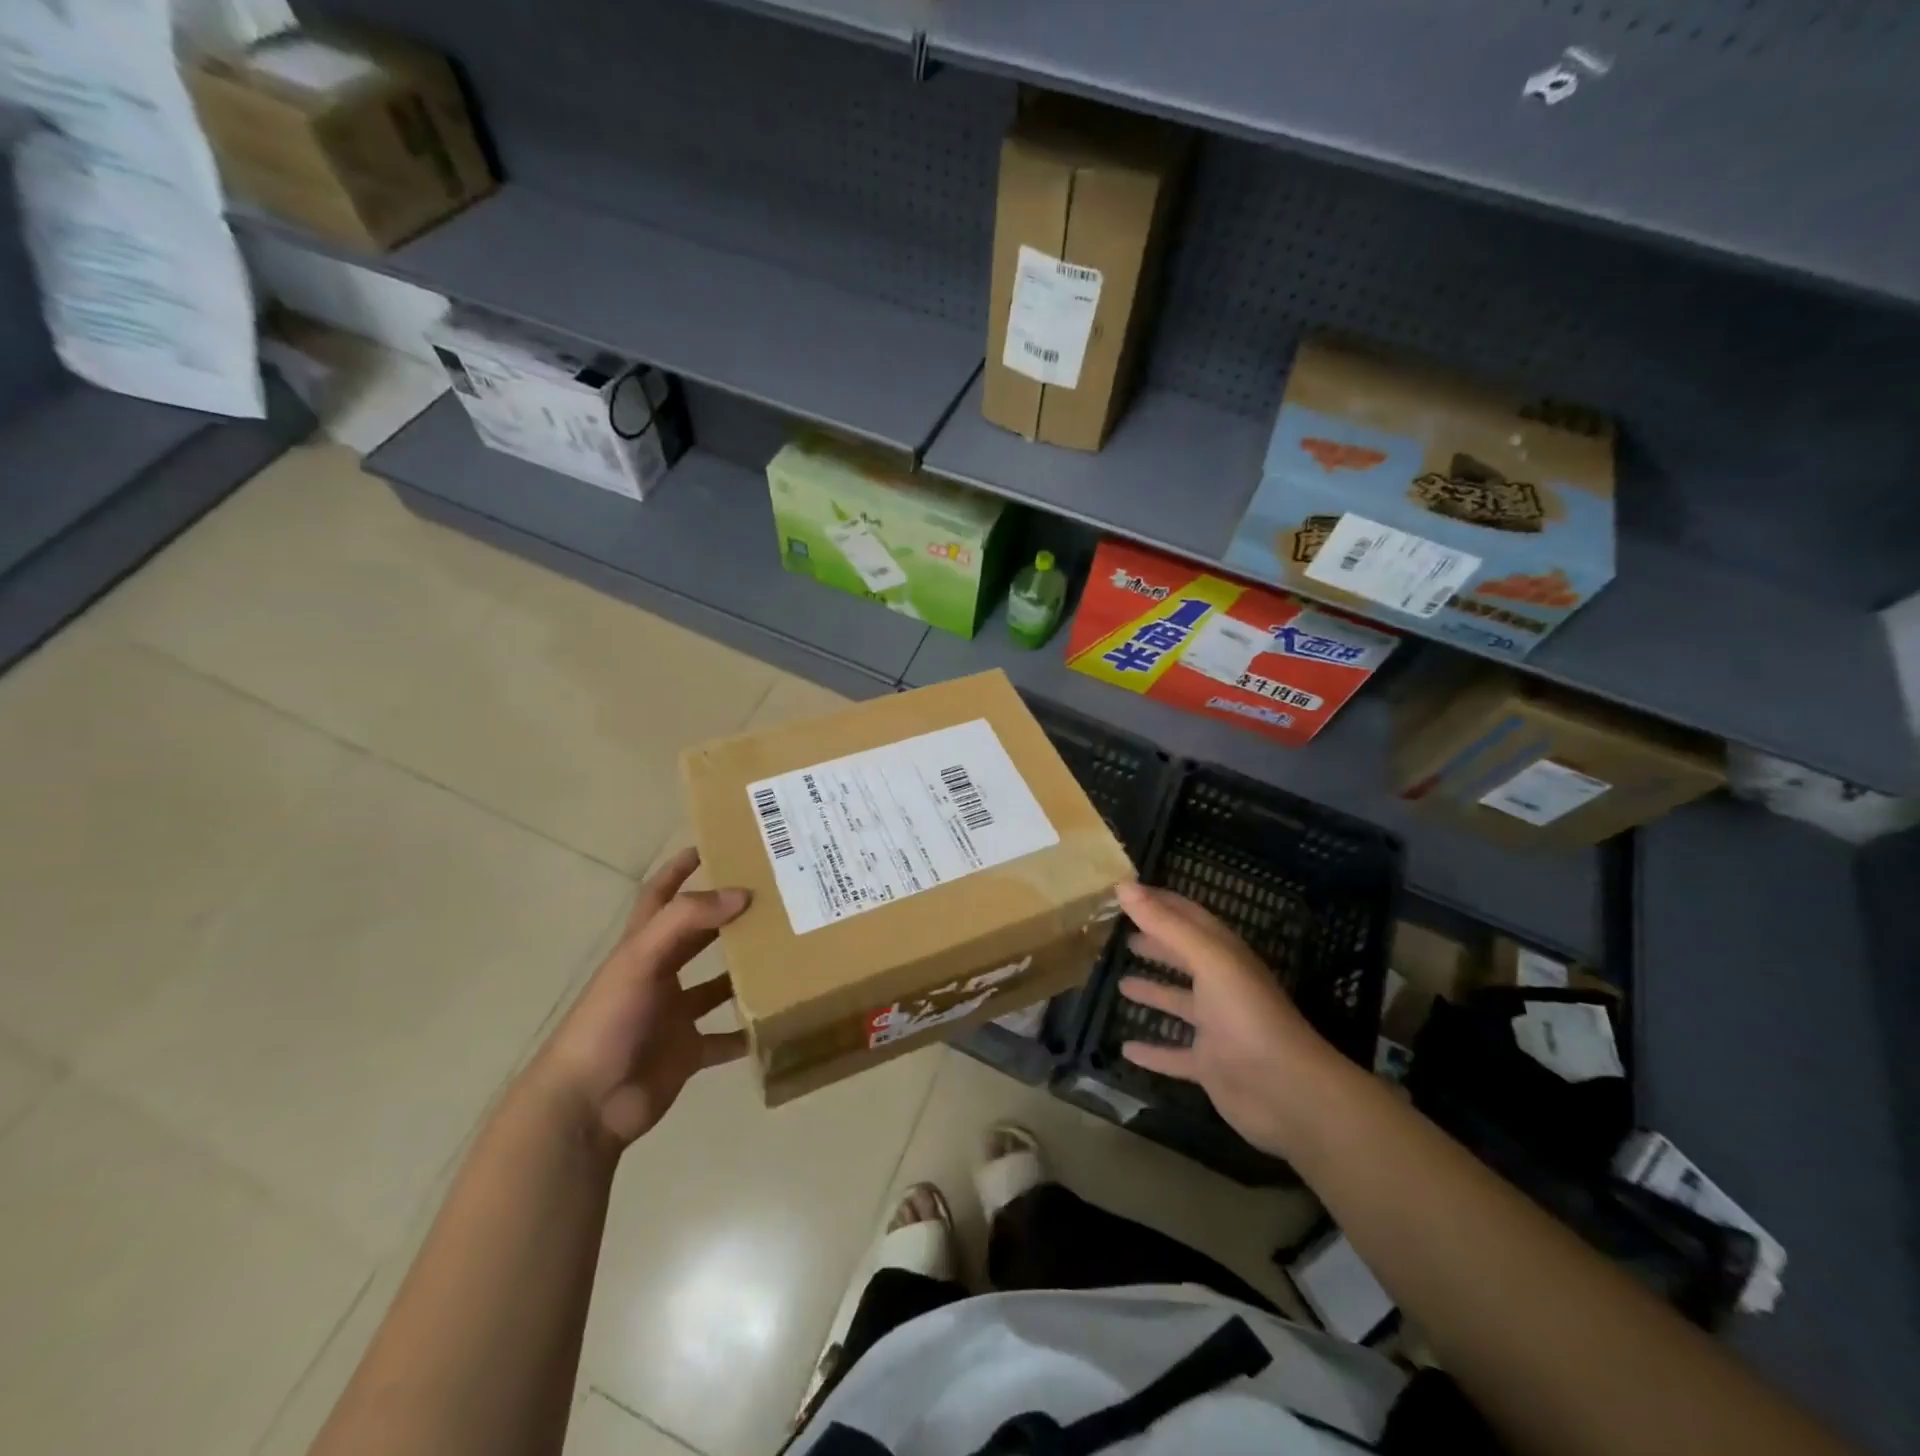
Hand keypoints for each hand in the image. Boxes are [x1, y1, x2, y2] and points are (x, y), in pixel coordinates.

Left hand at [527, 848, 750, 1151]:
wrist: (587, 1105)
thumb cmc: (608, 1022)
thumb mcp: (641, 960)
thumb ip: (687, 921)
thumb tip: (741, 894)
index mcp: (641, 949)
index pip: (659, 897)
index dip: (678, 870)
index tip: (710, 847)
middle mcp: (659, 977)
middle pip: (697, 938)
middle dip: (727, 918)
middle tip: (771, 899)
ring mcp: (673, 1016)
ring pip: (717, 986)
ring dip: (745, 974)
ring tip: (785, 955)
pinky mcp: (687, 1052)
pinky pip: (725, 1039)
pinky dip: (748, 1032)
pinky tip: (777, 1020)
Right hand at [1115, 882, 1346, 1158]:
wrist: (1286, 1092)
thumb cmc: (1247, 1014)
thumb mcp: (1208, 960)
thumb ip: (1166, 925)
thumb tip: (1124, 885)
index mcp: (1224, 955)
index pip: (1189, 917)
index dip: (1160, 902)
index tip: (1126, 892)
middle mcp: (1221, 986)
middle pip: (1184, 957)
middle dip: (1156, 945)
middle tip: (1123, 937)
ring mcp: (1216, 1028)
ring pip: (1178, 1003)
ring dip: (1153, 992)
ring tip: (1120, 984)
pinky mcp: (1209, 1066)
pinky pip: (1174, 1055)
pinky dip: (1152, 1051)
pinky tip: (1126, 1049)